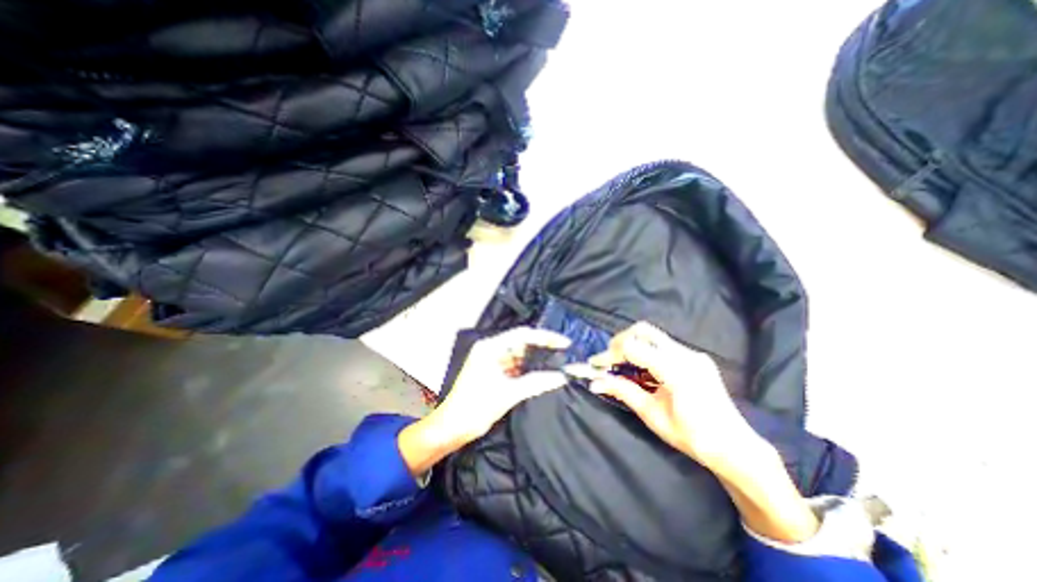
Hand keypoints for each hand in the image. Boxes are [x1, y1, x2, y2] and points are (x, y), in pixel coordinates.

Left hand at [423, 327, 569, 450]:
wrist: (451, 428)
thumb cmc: (474, 407)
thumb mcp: (508, 394)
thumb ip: (536, 382)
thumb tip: (561, 377)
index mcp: (491, 348)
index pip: (523, 334)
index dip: (545, 337)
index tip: (564, 343)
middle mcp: (491, 350)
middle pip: (521, 343)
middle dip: (542, 348)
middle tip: (564, 353)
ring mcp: (492, 362)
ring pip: (519, 356)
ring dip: (536, 360)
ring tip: (558, 363)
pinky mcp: (493, 373)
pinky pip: (515, 367)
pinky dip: (528, 370)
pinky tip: (542, 374)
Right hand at [583, 321, 758, 466]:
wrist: (735, 447)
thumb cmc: (693, 437)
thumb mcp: (653, 416)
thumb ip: (624, 392)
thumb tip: (595, 382)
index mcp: (676, 371)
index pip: (633, 347)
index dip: (610, 353)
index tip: (596, 365)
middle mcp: (685, 355)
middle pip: (643, 331)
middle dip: (620, 341)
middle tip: (609, 360)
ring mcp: (693, 354)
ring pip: (653, 336)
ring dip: (633, 345)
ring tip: (622, 365)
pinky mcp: (695, 357)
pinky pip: (664, 345)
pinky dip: (646, 351)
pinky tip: (642, 370)